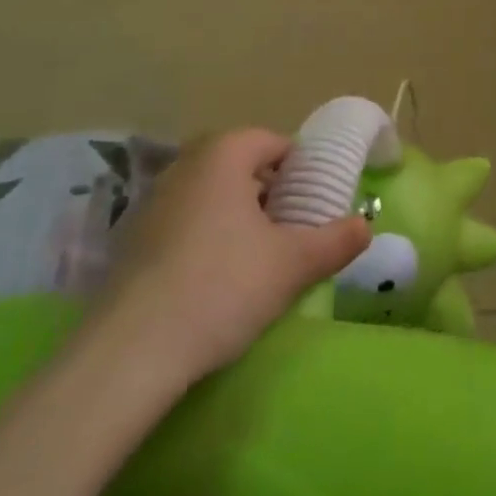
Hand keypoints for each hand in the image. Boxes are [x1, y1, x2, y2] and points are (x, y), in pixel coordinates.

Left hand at [88, 128, 370, 400]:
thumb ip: (335, 240)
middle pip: (241, 168)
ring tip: (258, 259)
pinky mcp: (131, 241)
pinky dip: (206, 239)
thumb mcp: (292, 264)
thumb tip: (365, 226)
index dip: (301, 170)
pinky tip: (215, 282)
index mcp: (224, 153)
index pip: (274, 142)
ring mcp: (152, 202)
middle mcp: (185, 165)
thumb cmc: (222, 286)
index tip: (316, 205)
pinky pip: (184, 224)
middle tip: (292, 232)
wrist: (130, 352)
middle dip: (270, 194)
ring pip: (211, 197)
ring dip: (237, 218)